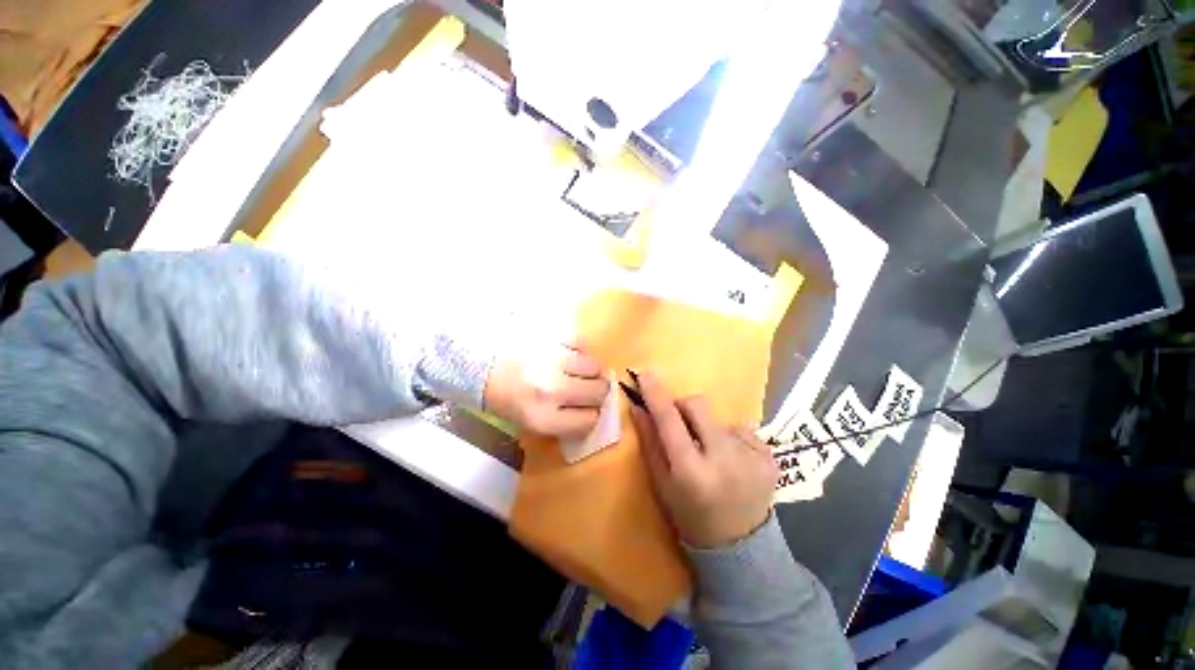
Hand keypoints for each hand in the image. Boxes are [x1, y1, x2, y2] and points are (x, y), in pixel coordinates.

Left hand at [484, 342, 609, 439]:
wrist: (478, 363)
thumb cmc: (505, 397)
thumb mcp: (529, 421)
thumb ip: (562, 420)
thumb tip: (594, 410)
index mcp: (542, 418)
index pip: (589, 420)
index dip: (590, 414)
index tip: (586, 409)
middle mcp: (551, 390)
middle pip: (598, 392)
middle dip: (596, 391)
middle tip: (586, 388)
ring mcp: (552, 361)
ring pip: (595, 366)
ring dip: (590, 369)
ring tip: (576, 369)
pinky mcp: (551, 337)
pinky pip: (582, 343)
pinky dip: (580, 349)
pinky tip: (568, 354)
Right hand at [630, 371, 777, 548]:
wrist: (741, 546)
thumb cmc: (690, 515)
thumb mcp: (662, 484)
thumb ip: (650, 443)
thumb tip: (639, 407)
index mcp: (692, 471)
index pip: (669, 420)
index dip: (656, 394)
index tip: (645, 373)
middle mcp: (724, 459)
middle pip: (697, 405)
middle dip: (683, 407)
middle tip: (681, 425)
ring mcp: (751, 456)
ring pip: (718, 418)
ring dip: (708, 428)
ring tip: (711, 454)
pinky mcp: (770, 456)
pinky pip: (740, 429)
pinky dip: (730, 439)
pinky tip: (732, 462)